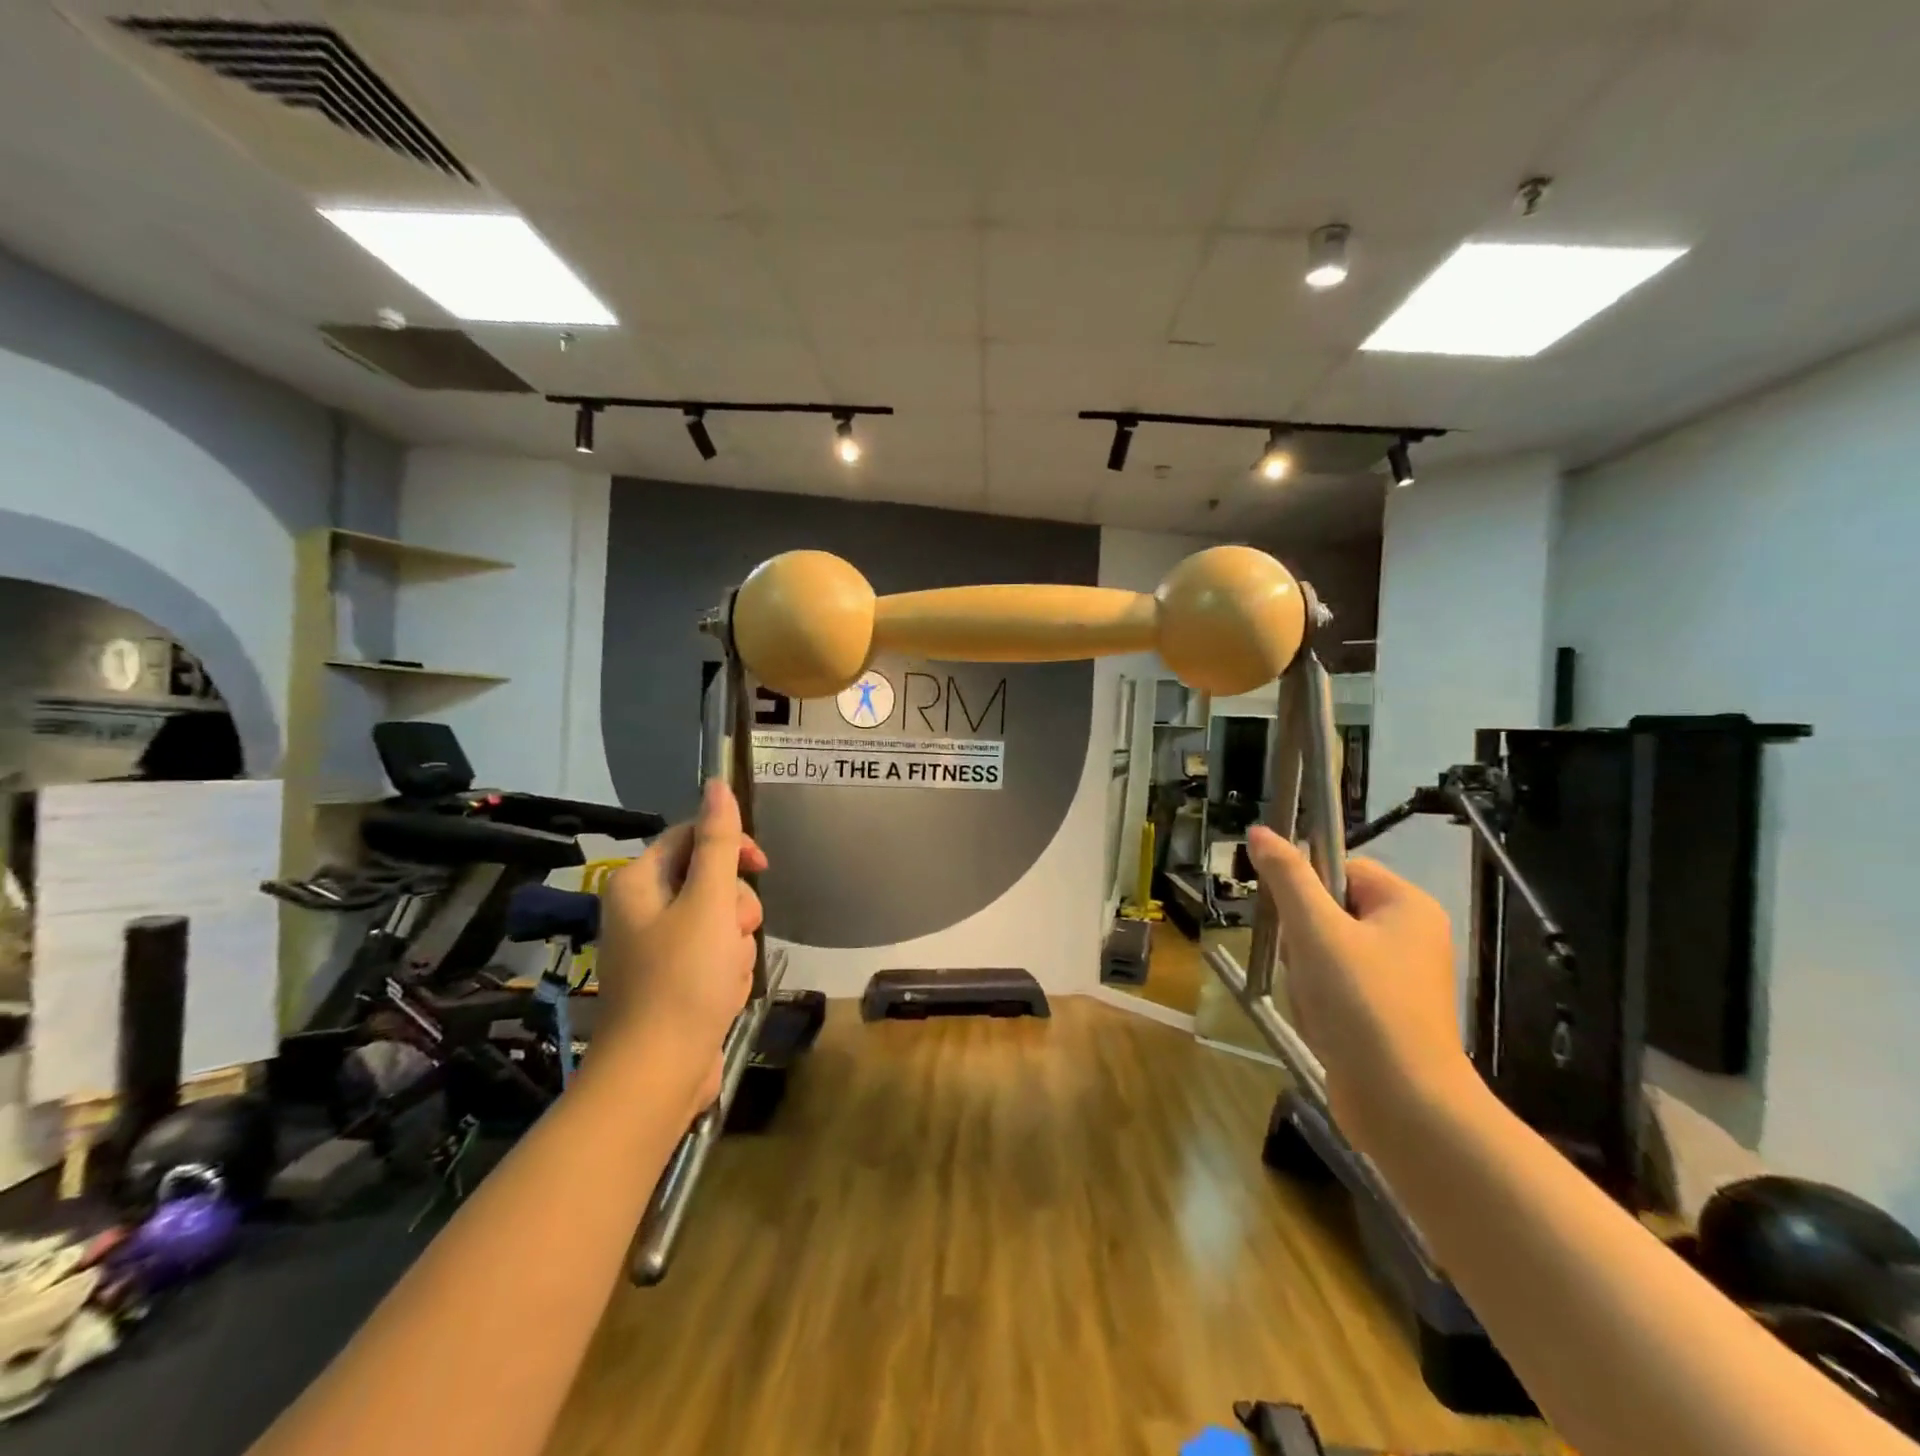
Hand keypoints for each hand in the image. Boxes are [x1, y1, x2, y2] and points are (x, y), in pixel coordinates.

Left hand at [593, 779, 767, 1112]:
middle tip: (734, 934)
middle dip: (734, 907)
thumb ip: (718, 842)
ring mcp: (656, 947)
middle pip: (710, 880)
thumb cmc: (683, 979)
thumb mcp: (709, 902)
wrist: (658, 1073)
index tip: (762, 867)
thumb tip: (716, 784)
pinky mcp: (672, 979)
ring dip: (735, 942)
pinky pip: (713, 954)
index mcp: (639, 882)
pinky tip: (723, 994)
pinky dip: (726, 968)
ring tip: (726, 974)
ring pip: (718, 919)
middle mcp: (642, 908)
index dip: (731, 845)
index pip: (692, 836)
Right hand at [1244, 828, 1474, 1149]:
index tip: (1286, 916)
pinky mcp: (1386, 1013)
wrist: (1403, 1104)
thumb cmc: (1362, 1003)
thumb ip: (1287, 877)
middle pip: (1329, 910)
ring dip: (1305, 973)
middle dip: (1302, 939)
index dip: (1305, 887)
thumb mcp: (1315, 930)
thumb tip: (1260, 831)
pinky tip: (1320, 1023)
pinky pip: (1336, 986)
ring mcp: (1399, 977)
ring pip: (1325, 950)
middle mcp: (1410, 935)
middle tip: (1303, 964)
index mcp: (1406, 905)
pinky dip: (1318, 1000)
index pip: (1340, 868)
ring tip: (1314, 1001)